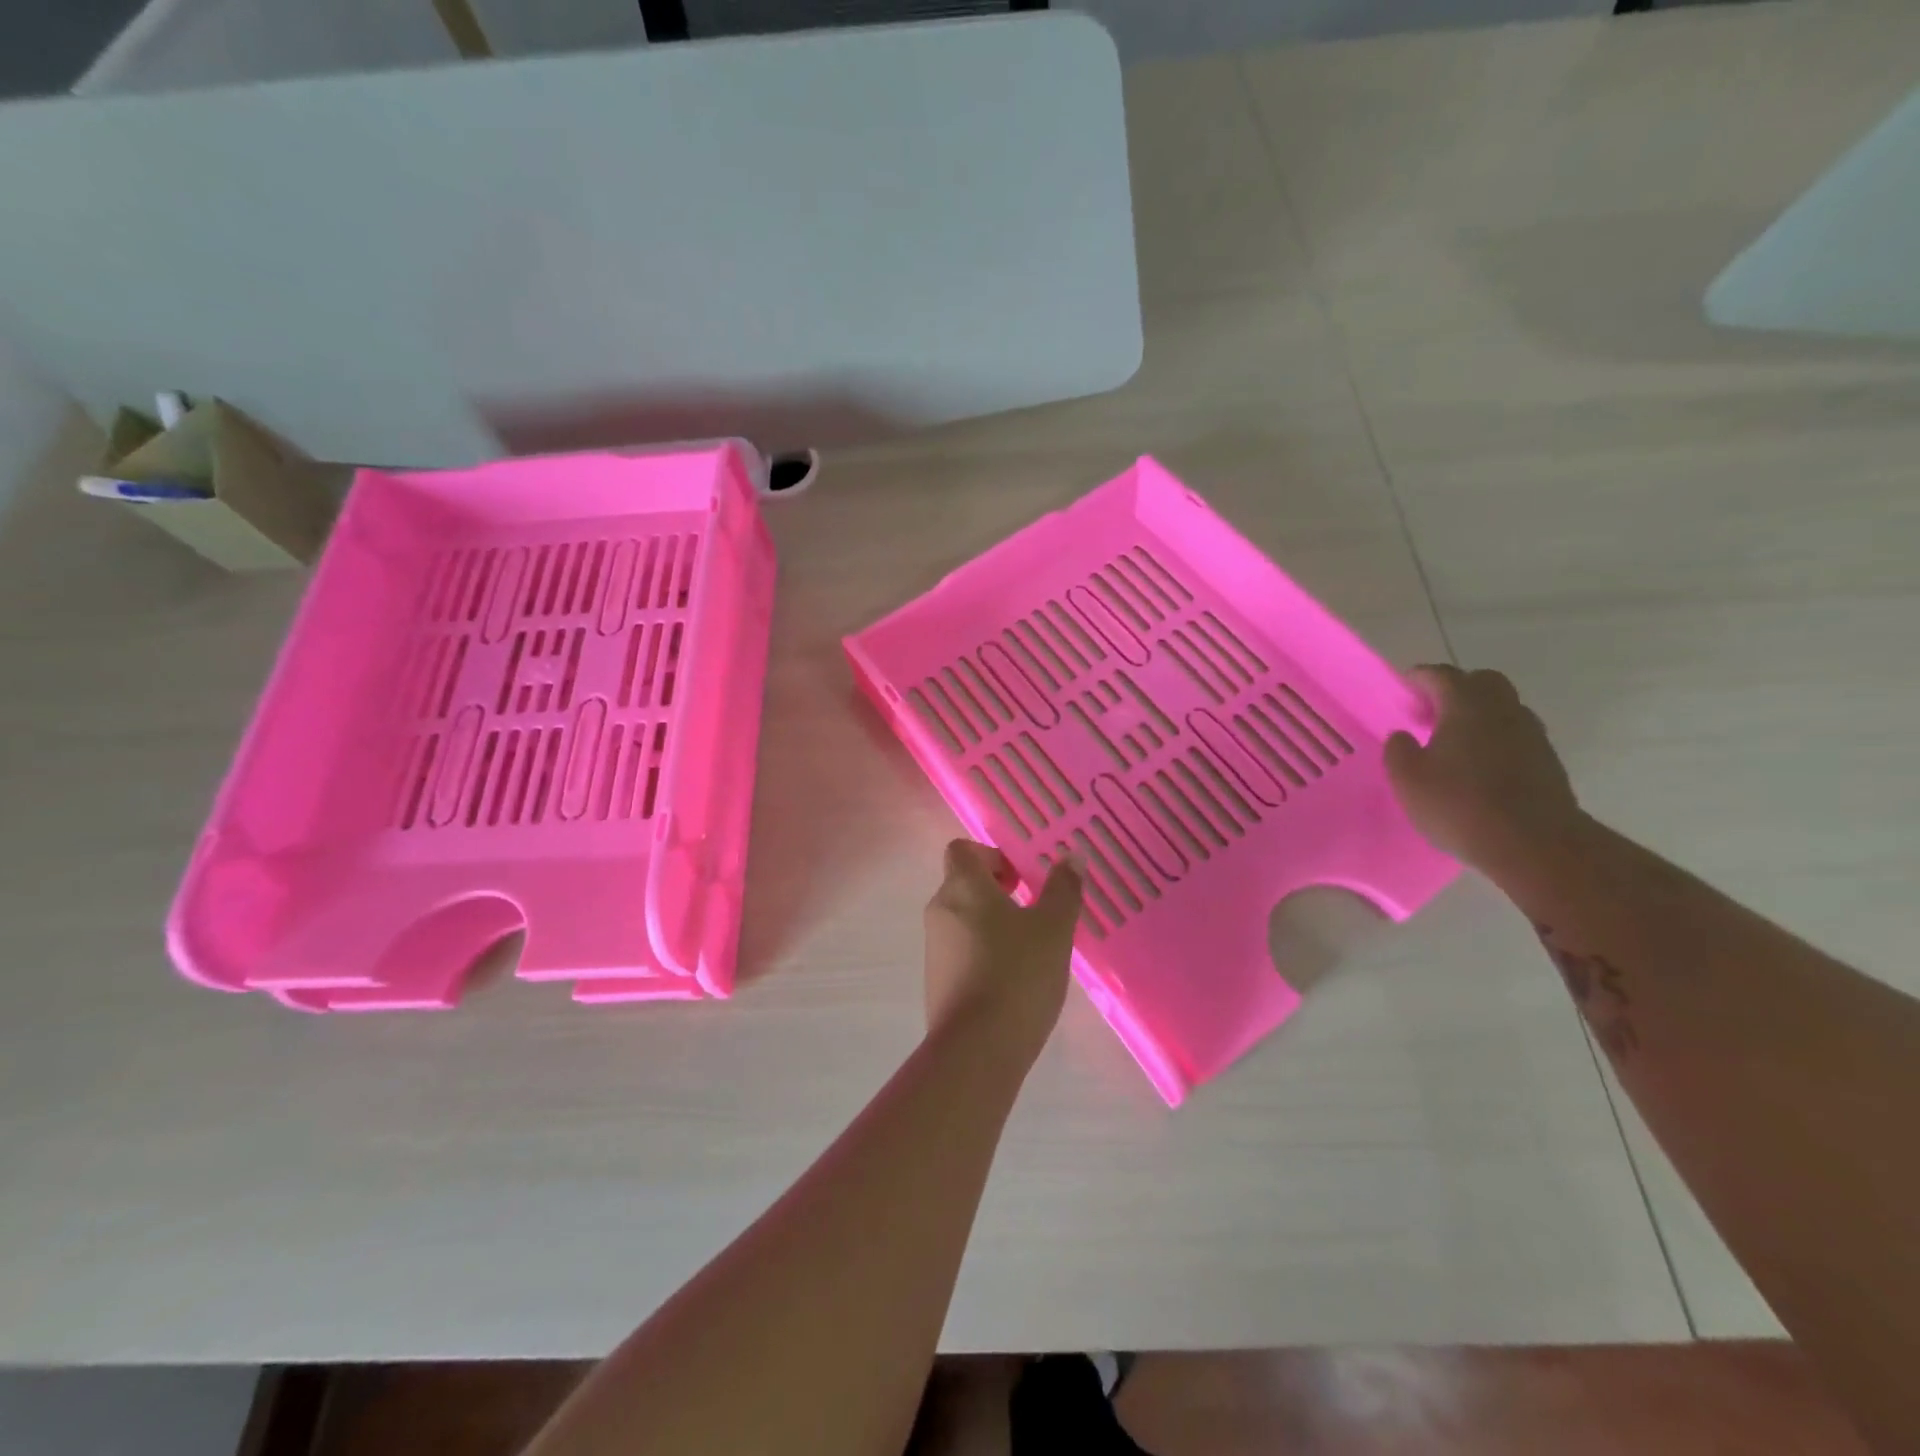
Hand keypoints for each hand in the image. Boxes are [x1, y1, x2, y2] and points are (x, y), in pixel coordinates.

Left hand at [923, 840, 1081, 1062]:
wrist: (977, 1049)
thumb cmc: (1018, 974)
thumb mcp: (1054, 929)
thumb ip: (1063, 889)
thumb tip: (1071, 855)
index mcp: (962, 887)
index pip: (962, 849)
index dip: (991, 856)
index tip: (1021, 879)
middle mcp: (940, 910)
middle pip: (962, 883)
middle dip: (996, 891)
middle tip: (1033, 911)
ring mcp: (934, 948)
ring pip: (962, 919)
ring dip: (991, 923)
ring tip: (1029, 949)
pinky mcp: (936, 981)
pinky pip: (960, 951)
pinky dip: (982, 953)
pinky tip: (1012, 980)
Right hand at [1385, 665, 1585, 872]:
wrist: (1535, 844)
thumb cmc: (1460, 805)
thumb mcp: (1408, 779)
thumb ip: (1399, 751)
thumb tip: (1403, 736)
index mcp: (1467, 706)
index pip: (1442, 675)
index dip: (1420, 678)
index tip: (1404, 687)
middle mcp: (1503, 710)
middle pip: (1482, 682)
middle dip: (1455, 689)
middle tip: (1430, 712)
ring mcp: (1531, 734)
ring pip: (1503, 708)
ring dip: (1477, 714)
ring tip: (1452, 741)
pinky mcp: (1546, 760)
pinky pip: (1515, 734)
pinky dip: (1494, 737)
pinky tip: (1477, 765)